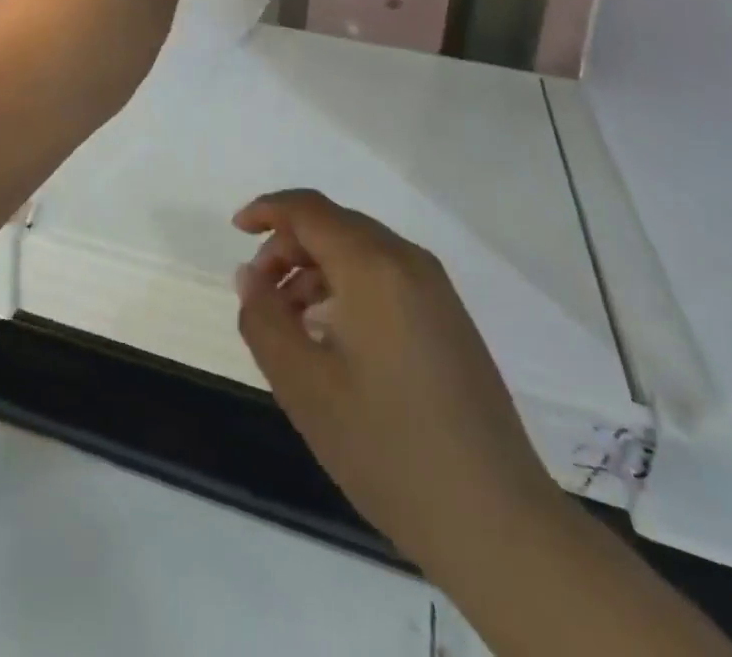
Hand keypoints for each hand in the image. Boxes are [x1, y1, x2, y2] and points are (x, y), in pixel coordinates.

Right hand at [233, 190, 560, 580]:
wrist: (497, 522)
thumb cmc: (388, 448)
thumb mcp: (303, 385)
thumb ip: (264, 319)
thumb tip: (250, 275)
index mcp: (374, 266)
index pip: (310, 209)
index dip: (267, 210)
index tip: (234, 231)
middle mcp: (409, 262)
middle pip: (335, 225)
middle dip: (288, 246)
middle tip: (260, 292)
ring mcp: (436, 290)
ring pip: (361, 251)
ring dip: (316, 269)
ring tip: (291, 322)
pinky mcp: (449, 320)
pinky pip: (386, 277)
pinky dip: (347, 287)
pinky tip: (333, 337)